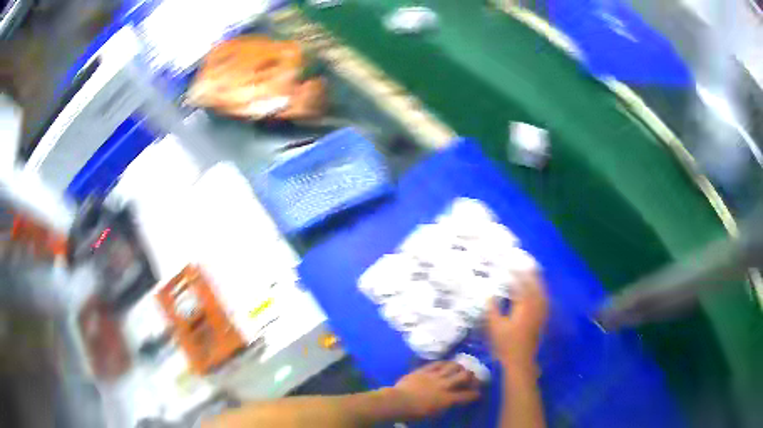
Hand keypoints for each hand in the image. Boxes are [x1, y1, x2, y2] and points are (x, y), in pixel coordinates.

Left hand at [387, 361, 480, 418]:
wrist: (398, 402)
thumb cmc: (414, 413)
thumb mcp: (434, 414)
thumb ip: (445, 406)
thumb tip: (450, 402)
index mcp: (448, 399)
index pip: (468, 395)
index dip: (476, 394)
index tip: (478, 393)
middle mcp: (445, 385)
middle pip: (464, 376)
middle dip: (471, 376)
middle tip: (472, 378)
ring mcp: (434, 376)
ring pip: (453, 366)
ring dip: (459, 367)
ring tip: (460, 369)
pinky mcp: (424, 370)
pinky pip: (437, 363)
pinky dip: (444, 363)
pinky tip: (446, 364)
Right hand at [487, 271, 547, 370]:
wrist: (520, 360)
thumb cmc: (506, 344)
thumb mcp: (495, 327)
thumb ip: (492, 309)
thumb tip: (489, 294)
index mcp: (524, 306)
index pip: (521, 285)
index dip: (516, 274)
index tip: (509, 265)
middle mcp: (535, 307)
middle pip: (535, 285)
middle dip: (531, 274)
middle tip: (525, 263)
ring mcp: (540, 313)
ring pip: (541, 292)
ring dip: (537, 281)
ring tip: (532, 272)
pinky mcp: (541, 319)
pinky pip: (544, 299)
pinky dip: (541, 291)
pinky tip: (537, 291)